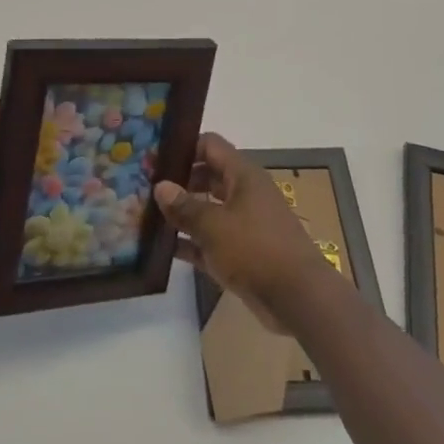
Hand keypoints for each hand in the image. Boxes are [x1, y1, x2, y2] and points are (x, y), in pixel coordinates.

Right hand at [154, 133, 337, 332]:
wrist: (299, 299)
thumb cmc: (256, 250)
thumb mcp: (214, 226)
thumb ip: (184, 206)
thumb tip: (160, 186)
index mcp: (242, 175)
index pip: (209, 145)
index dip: (183, 147)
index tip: (155, 157)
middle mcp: (244, 193)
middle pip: (206, 176)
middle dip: (178, 181)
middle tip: (145, 188)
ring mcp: (244, 223)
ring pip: (207, 209)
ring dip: (182, 213)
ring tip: (147, 216)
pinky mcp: (242, 252)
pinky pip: (211, 240)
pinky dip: (191, 242)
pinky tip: (163, 249)